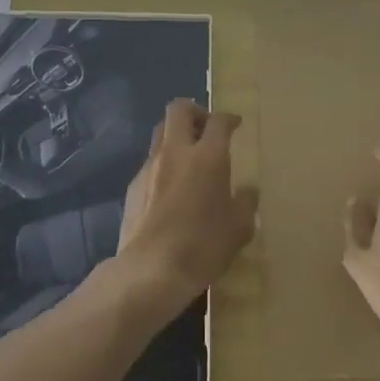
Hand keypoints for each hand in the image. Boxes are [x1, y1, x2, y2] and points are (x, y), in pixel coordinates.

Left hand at [114, 99, 258, 312]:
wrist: (150, 270)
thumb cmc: (202, 246)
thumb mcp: (238, 229)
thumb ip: (245, 204)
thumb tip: (247, 192)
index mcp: (207, 157)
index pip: (218, 121)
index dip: (228, 118)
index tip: (236, 124)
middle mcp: (175, 152)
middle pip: (179, 110)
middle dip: (195, 112)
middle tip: (207, 128)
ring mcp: (149, 167)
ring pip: (160, 134)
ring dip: (176, 136)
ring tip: (189, 158)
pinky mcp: (132, 186)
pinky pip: (150, 162)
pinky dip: (163, 165)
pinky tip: (171, 189)